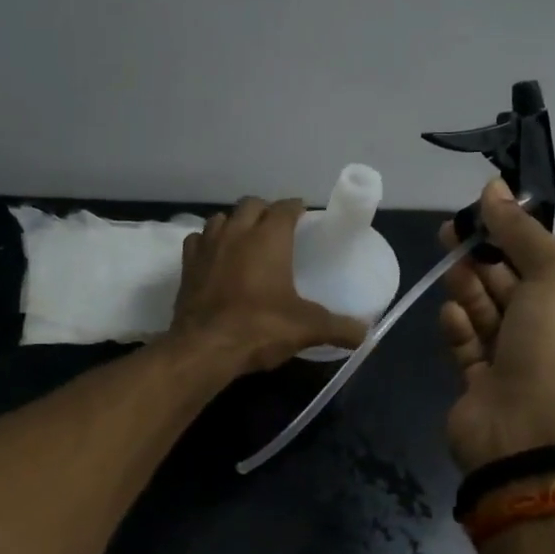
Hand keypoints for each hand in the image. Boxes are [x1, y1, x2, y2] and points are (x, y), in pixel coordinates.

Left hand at [170, 197, 368, 375]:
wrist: (205, 348)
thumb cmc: (260, 328)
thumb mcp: (307, 328)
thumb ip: (339, 327)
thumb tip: (367, 334)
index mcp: (269, 238)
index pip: (284, 207)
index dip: (295, 208)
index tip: (303, 215)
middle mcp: (237, 233)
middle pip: (251, 204)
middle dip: (265, 210)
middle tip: (277, 228)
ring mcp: (208, 246)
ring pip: (221, 218)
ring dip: (235, 222)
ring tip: (246, 238)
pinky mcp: (187, 265)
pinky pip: (197, 240)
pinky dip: (207, 242)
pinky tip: (215, 256)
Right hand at [438, 179, 554, 472]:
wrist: (529, 435)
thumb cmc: (554, 347)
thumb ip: (521, 230)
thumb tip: (494, 187)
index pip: (546, 262)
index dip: (514, 235)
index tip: (482, 212)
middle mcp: (554, 338)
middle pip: (513, 285)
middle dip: (482, 257)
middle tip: (449, 231)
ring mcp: (517, 364)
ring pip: (487, 313)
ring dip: (468, 288)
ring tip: (448, 266)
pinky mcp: (482, 385)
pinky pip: (468, 346)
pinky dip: (459, 327)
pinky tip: (451, 315)